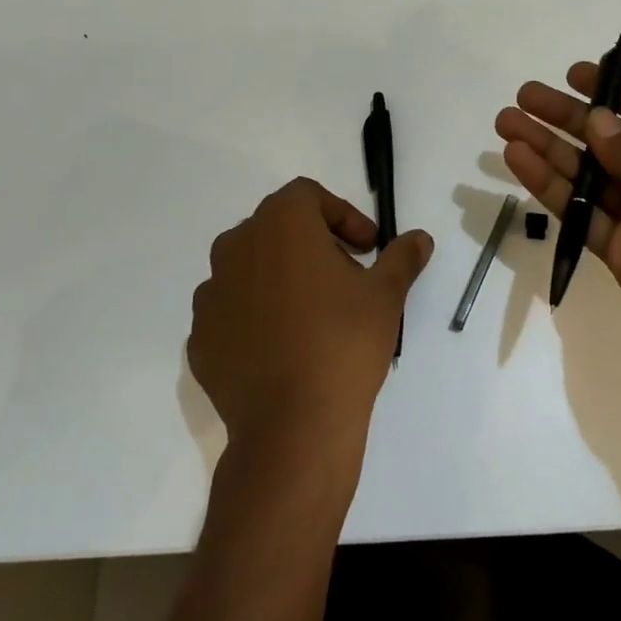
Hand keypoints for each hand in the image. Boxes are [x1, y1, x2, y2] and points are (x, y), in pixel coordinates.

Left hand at [187, 177, 432, 464]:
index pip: (308, 196)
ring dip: (281, 278)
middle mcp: (236, 247)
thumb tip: (420, 239)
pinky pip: (232, 311)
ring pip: (250, 269)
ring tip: (313, 315)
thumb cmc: (344, 342)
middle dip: (313, 244)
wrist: (293, 424)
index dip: (343, 215)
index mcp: (280, 224)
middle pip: (276, 228)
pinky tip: (283, 348)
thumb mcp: (385, 295)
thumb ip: (402, 257)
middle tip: (346, 277)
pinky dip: (256, 316)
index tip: (367, 249)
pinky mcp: (200, 337)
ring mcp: (211, 294)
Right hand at [495, 65, 620, 407]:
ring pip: (587, 176)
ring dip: (548, 149)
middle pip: (610, 141)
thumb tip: (596, 120)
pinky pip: (580, 214)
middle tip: (524, 97)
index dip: (613, 93)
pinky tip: (520, 162)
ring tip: (507, 124)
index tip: (573, 74)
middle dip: (567, 118)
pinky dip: (550, 188)